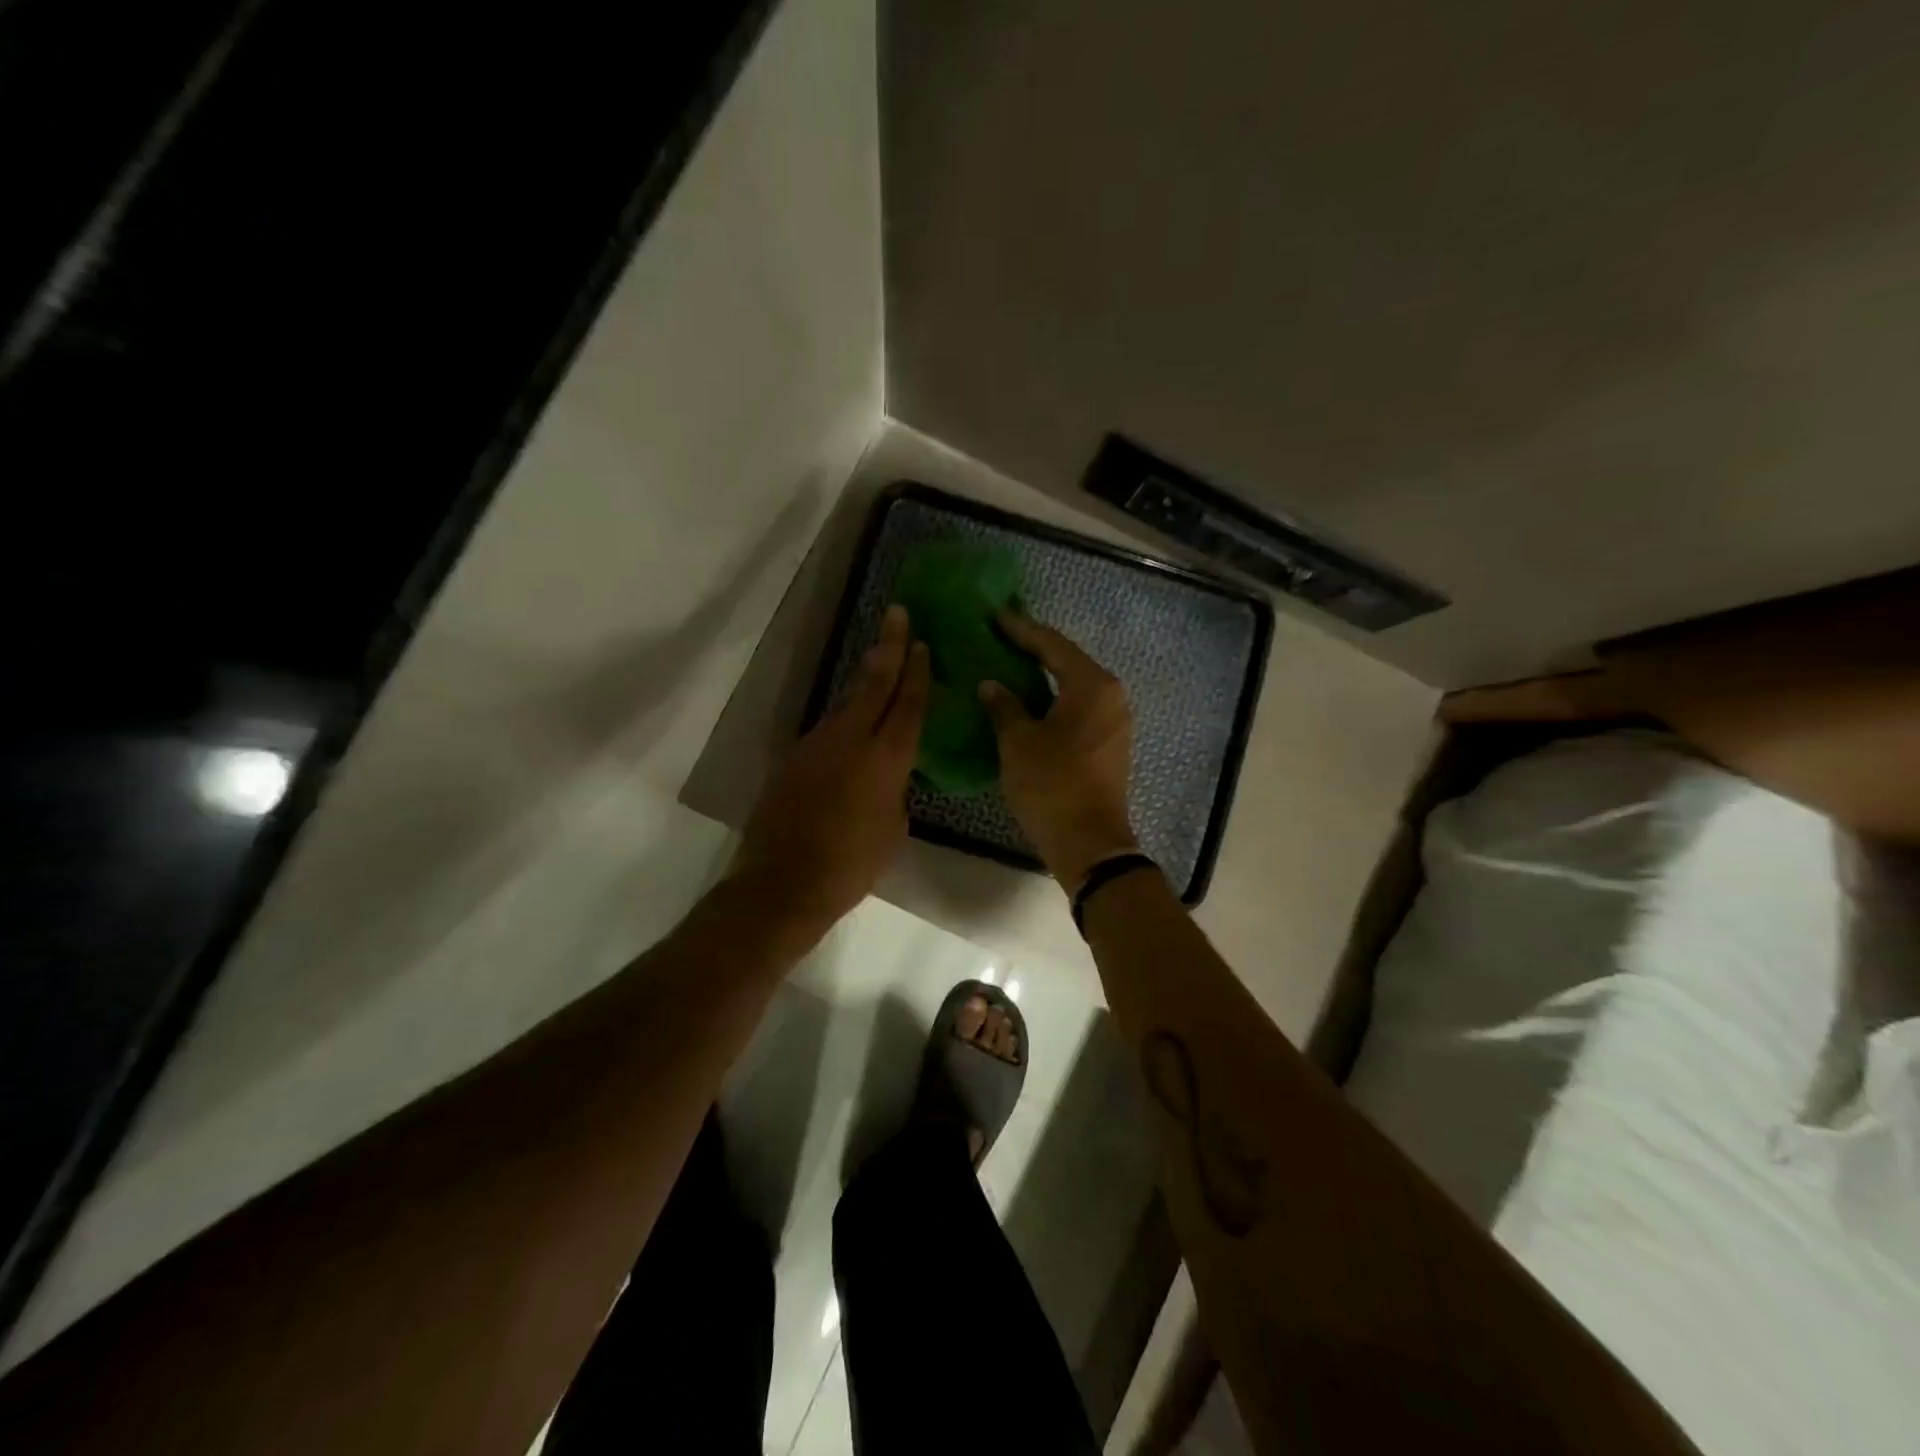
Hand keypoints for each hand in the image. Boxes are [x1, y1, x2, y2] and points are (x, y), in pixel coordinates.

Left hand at [731, 605, 929, 945]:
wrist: (783, 882)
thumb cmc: (852, 864)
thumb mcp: (893, 828)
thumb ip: (895, 790)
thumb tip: (888, 776)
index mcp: (886, 758)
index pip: (907, 704)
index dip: (917, 672)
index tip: (922, 643)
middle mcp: (850, 740)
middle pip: (874, 683)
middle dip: (890, 646)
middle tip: (897, 613)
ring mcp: (816, 745)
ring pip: (847, 706)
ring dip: (865, 685)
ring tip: (881, 665)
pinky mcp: (792, 758)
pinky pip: (826, 733)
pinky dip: (843, 725)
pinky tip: (849, 734)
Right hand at [979, 611, 1138, 891]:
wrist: (1090, 844)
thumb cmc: (1052, 786)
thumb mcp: (1018, 743)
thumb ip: (1004, 706)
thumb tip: (991, 685)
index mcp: (1092, 685)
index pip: (1052, 645)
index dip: (1021, 630)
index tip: (995, 616)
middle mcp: (1110, 695)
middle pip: (1067, 661)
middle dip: (1033, 649)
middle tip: (1000, 636)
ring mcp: (1114, 720)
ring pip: (1074, 685)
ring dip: (1043, 675)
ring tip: (1010, 664)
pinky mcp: (1109, 743)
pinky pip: (1078, 707)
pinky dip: (1053, 698)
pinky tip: (1028, 700)